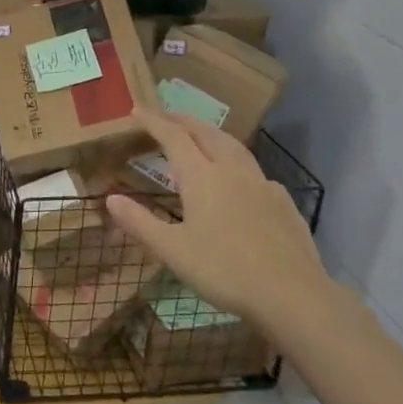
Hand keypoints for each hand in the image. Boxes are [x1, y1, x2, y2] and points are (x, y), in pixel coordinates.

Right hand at [104, 108, 337, 345]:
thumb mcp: (172, 251)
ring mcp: (262, 184)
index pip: (174, 137)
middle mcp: (232, 171)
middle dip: (184, 121)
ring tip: (201, 135)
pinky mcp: (282, 201)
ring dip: (212, 134)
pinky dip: (237, 162)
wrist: (291, 293)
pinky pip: (254, 170)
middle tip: (166, 116)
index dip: (154, 122)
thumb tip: (111, 199)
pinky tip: (238, 179)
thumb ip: (140, 223)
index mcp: (202, 177)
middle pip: (206, 133)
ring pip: (234, 146)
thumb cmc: (224, 270)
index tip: (137, 110)